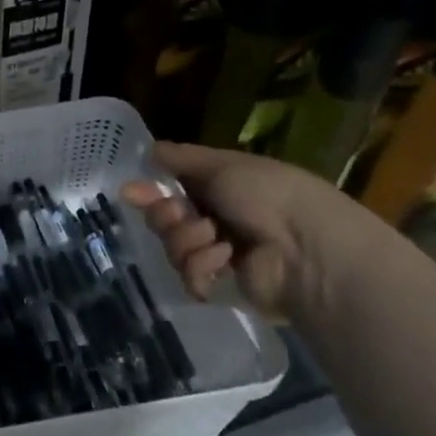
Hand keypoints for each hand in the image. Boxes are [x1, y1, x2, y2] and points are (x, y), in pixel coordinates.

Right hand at [121, 141, 371, 321]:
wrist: (304, 248)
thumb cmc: (267, 194)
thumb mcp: (222, 165)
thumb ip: (181, 158)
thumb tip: (149, 150)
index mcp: (218, 188)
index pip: (169, 189)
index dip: (149, 191)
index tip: (131, 192)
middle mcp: (215, 219)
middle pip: (164, 220)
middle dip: (167, 217)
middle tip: (182, 216)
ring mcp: (217, 254)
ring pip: (173, 247)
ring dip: (188, 241)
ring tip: (217, 240)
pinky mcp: (220, 285)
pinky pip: (188, 276)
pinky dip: (202, 267)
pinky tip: (225, 262)